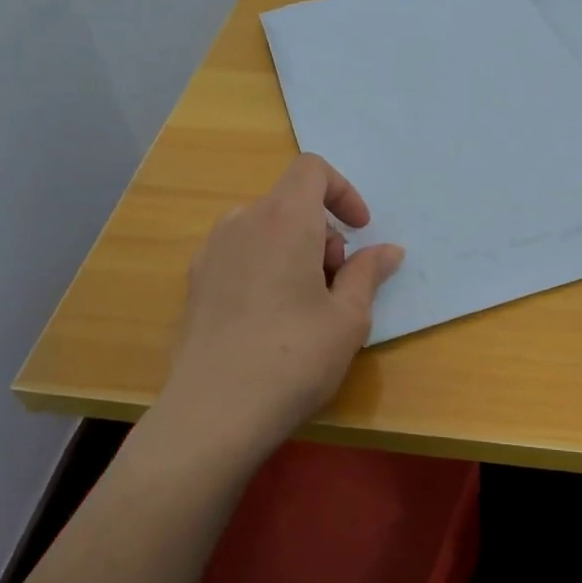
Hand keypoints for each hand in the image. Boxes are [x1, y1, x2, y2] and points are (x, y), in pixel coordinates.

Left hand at [160, 155, 404, 463]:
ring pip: (264, 229)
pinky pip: (239, 254)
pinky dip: (264, 266)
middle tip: (337, 285)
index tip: (360, 231)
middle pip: (290, 203)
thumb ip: (368, 273)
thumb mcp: (348, 318)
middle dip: (323, 232)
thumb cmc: (294, 357)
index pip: (312, 169)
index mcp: (284, 219)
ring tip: (306, 305)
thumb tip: (387, 251)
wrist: (212, 413)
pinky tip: (269, 319)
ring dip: (294, 249)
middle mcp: (243, 222)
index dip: (343, 191)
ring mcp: (211, 252)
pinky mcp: (194, 283)